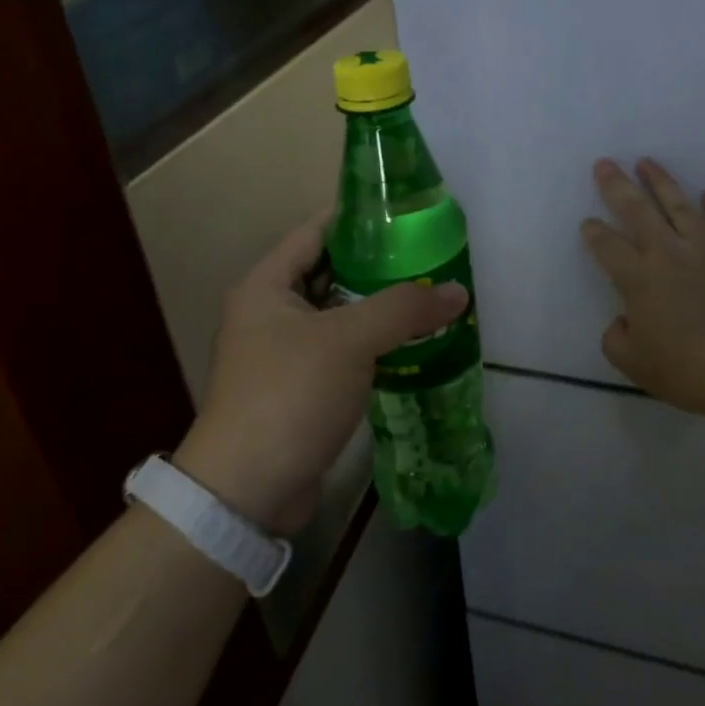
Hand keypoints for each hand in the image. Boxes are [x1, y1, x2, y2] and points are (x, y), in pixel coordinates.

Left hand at [175, 212, 468, 533]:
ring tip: (429, 296)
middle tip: (429, 258)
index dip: (359, 219)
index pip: (317, 232)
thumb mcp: (349, 341)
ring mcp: (283, 352)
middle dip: (379, 266)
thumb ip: (404, 309)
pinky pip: (342, 351)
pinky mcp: (299, 387)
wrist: (247, 491)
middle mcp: (270, 312)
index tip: (406, 214)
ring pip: (340, 315)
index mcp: (267, 286)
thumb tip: (457, 291)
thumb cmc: (290, 395)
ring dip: (380, 309)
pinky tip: (412, 343)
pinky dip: (373, 344)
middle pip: (332, 273)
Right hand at [582, 158, 704, 426]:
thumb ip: (617, 340)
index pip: (608, 247)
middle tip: (605, 163)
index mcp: (638, 280)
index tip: (587, 223)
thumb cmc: (692, 370)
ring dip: (662, 182)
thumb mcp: (636, 367)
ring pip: (680, 206)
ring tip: (647, 162)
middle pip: (638, 211)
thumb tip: (621, 321)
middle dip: (618, 186)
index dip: (594, 232)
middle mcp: (669, 254)